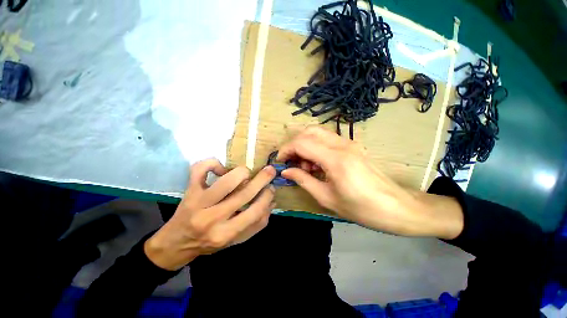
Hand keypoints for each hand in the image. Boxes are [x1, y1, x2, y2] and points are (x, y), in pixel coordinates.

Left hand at [144, 159, 275, 270]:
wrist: (176, 243)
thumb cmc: (210, 242)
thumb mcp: (236, 240)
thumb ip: (256, 224)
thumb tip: (272, 203)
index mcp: (225, 234)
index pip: (254, 212)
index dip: (267, 197)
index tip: (271, 188)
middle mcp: (211, 219)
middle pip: (244, 194)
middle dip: (262, 179)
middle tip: (270, 171)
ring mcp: (198, 203)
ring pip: (226, 181)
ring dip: (242, 172)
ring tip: (246, 173)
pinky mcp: (189, 191)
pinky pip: (199, 169)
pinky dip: (212, 163)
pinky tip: (221, 169)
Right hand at [278, 126, 462, 238]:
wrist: (396, 207)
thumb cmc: (361, 208)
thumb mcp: (326, 197)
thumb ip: (303, 180)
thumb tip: (286, 170)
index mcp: (335, 159)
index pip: (302, 143)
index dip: (286, 150)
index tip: (279, 161)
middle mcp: (342, 145)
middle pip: (309, 131)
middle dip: (294, 144)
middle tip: (292, 162)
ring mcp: (349, 143)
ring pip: (318, 132)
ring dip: (305, 145)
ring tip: (305, 166)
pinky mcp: (352, 146)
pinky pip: (327, 139)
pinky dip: (316, 146)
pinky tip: (317, 164)